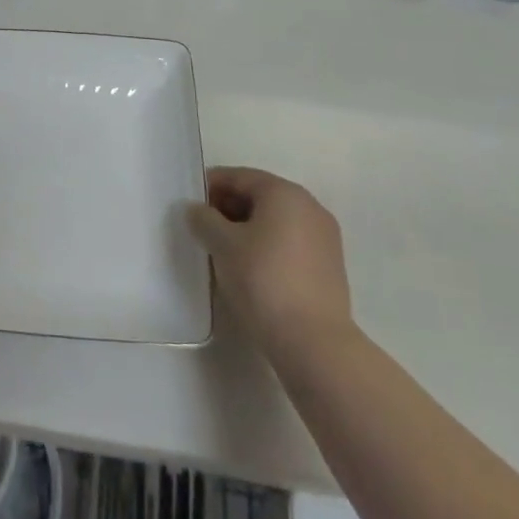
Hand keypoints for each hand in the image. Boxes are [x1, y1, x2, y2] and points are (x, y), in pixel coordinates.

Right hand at [187, 167, 353, 353]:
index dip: (211, 186)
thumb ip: (204, 219)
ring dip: (246, 228)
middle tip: (202, 227)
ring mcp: (324, 237)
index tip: (189, 203)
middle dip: (228, 207)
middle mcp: (309, 207)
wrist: (313, 342)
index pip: (239, 177)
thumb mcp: (222, 244)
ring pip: (275, 221)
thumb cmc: (263, 280)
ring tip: (221, 250)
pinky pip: (289, 242)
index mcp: (285, 193)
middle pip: (260, 196)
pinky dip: (266, 245)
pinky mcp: (329, 266)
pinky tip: (248, 268)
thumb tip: (198, 210)